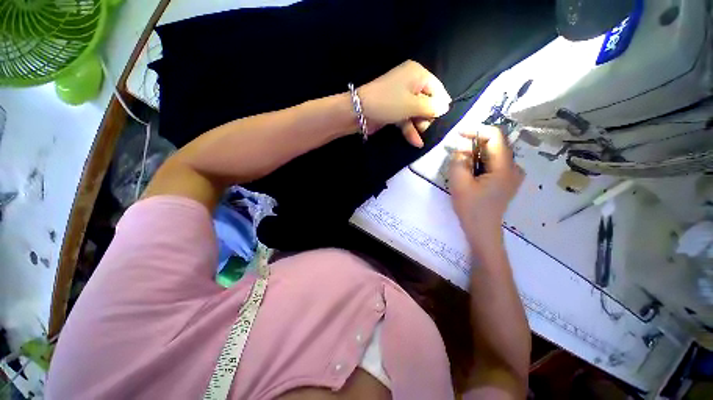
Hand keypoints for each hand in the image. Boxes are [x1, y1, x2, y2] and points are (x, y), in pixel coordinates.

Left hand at [359, 60, 451, 147]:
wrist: (356, 112)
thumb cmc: (389, 103)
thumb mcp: (415, 105)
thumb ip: (434, 107)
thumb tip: (445, 108)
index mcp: (418, 73)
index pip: (439, 89)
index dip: (439, 105)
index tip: (435, 117)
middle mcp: (411, 80)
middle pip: (430, 101)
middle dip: (429, 116)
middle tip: (424, 125)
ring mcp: (402, 94)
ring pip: (419, 111)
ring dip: (420, 124)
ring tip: (420, 134)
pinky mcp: (395, 107)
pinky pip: (408, 116)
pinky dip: (411, 127)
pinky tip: (416, 142)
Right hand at [449, 126, 523, 251]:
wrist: (484, 233)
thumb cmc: (473, 211)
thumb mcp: (459, 183)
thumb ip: (458, 159)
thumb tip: (461, 148)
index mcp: (504, 167)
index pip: (494, 134)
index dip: (476, 130)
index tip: (459, 136)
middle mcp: (513, 167)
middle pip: (496, 141)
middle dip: (476, 142)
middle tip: (459, 153)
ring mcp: (513, 174)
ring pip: (496, 150)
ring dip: (479, 151)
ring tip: (466, 163)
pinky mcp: (509, 180)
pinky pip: (497, 160)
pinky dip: (485, 159)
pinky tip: (475, 170)